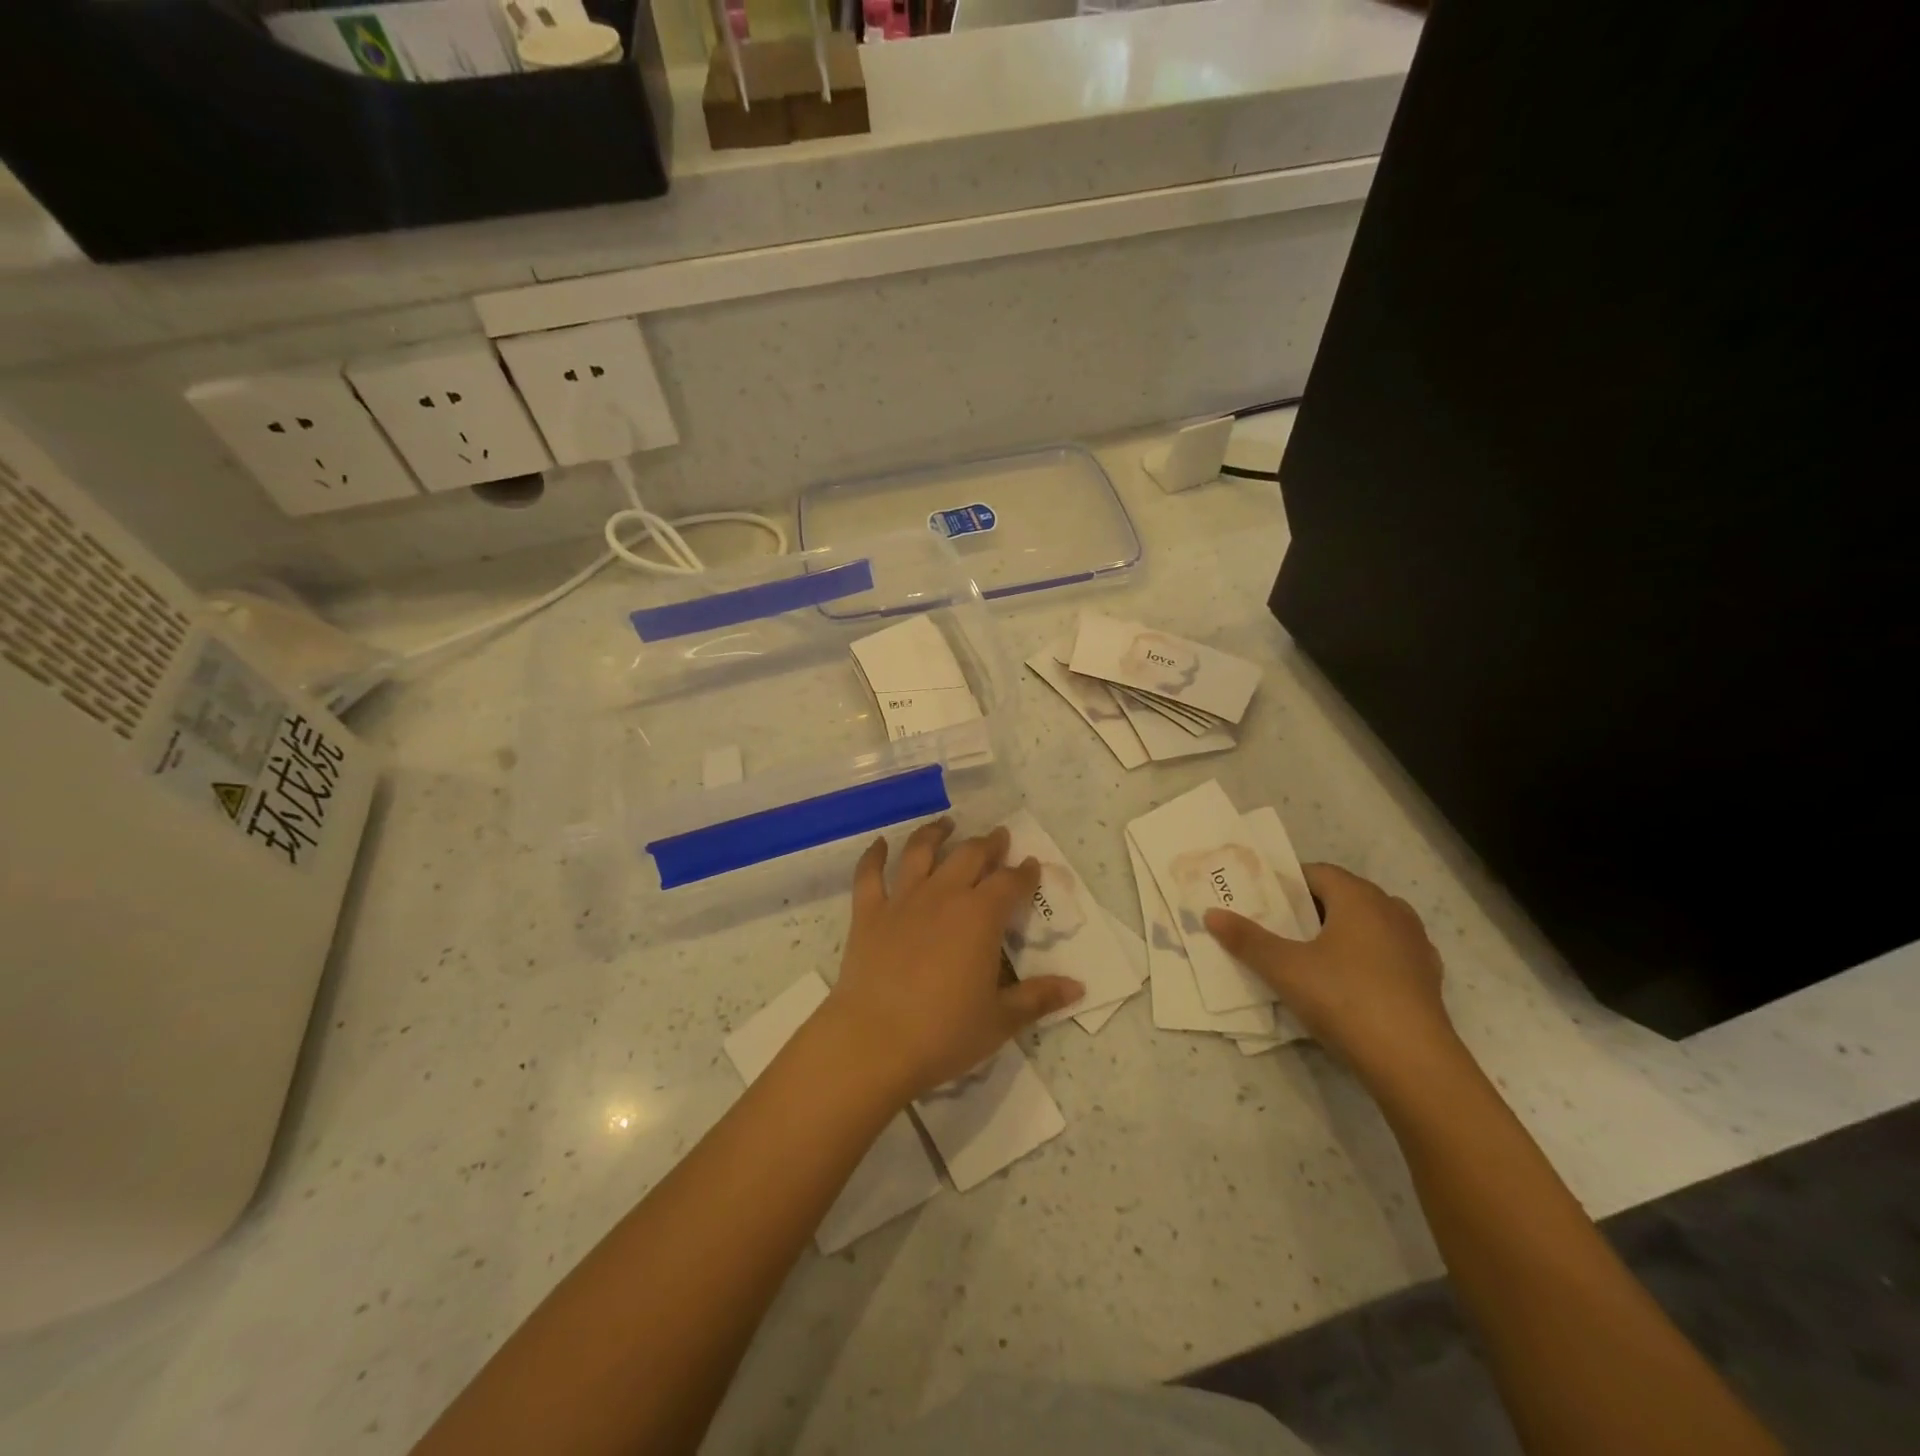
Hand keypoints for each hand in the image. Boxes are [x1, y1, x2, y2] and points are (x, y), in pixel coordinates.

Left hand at [824, 819, 1084, 1102]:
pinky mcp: (868, 913)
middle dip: (988, 844)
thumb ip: (1038, 998)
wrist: (874, 1042)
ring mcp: (903, 900)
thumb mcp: (1000, 1020)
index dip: (1024, 872)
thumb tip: (1077, 987)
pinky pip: (869, 875)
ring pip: (920, 852)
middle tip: (998, 837)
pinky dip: (873, 856)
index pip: (1010, 883)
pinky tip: (878, 844)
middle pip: (969, 856)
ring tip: (946, 824)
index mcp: (981, 916)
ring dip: (935, 834)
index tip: (1032, 864)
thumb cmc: (944, 1033)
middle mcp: (944, 895)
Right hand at [1205, 864, 1458, 1086]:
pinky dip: (1364, 958)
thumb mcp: (1284, 968)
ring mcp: (1415, 945)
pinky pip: (1387, 954)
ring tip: (1310, 955)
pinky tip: (1346, 983)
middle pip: (1343, 896)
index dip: (1287, 882)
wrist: (1414, 1063)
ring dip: (1340, 932)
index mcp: (1359, 898)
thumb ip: (1246, 939)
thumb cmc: (1345, 999)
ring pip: (1368, 925)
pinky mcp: (1427, 979)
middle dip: (1310, 908)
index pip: (1317, 872)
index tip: (1261, 900)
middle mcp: (1392, 911)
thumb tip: (1210, 913)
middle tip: (1277, 928)